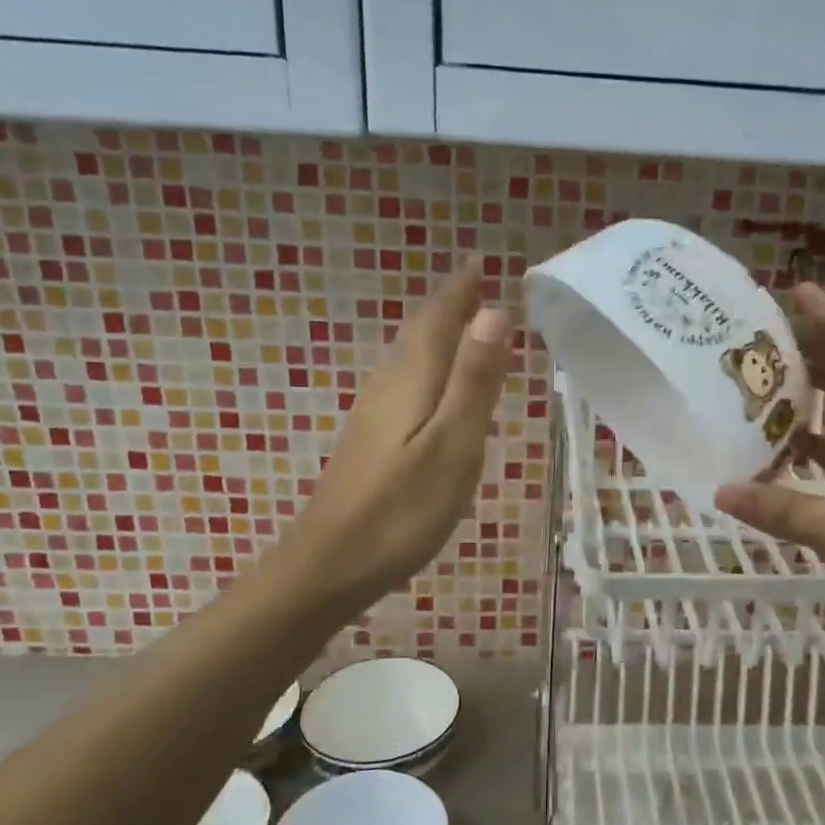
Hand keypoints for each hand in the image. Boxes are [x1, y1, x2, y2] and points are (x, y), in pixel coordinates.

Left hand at [283, 268, 510, 616]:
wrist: (330, 564)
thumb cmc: (402, 509)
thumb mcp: (453, 444)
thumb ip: (474, 380)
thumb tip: (494, 312)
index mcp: (411, 380)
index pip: (438, 319)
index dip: (460, 289)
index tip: (479, 260)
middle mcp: (388, 387)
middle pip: (419, 333)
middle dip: (448, 306)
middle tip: (476, 284)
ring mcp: (373, 415)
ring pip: (408, 358)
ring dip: (436, 334)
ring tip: (463, 323)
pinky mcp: (370, 442)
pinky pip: (404, 383)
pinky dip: (426, 367)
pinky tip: (432, 386)